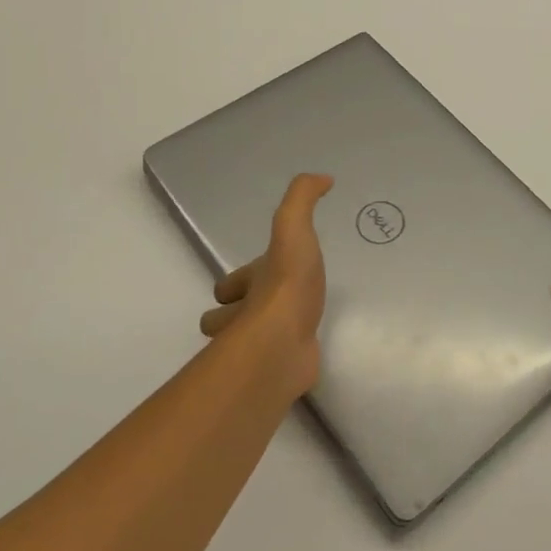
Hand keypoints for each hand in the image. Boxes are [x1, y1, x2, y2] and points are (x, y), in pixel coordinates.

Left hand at [202, 174, 332, 397]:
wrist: (284, 344)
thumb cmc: (286, 286)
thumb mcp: (294, 230)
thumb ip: (303, 199)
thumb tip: (323, 177)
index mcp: (248, 285)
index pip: (228, 285)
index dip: (238, 280)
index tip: (258, 275)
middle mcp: (245, 317)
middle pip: (229, 317)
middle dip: (240, 313)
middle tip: (269, 306)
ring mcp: (258, 349)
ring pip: (247, 345)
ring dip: (259, 337)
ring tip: (291, 327)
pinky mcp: (275, 374)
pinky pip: (274, 366)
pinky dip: (283, 359)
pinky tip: (305, 349)